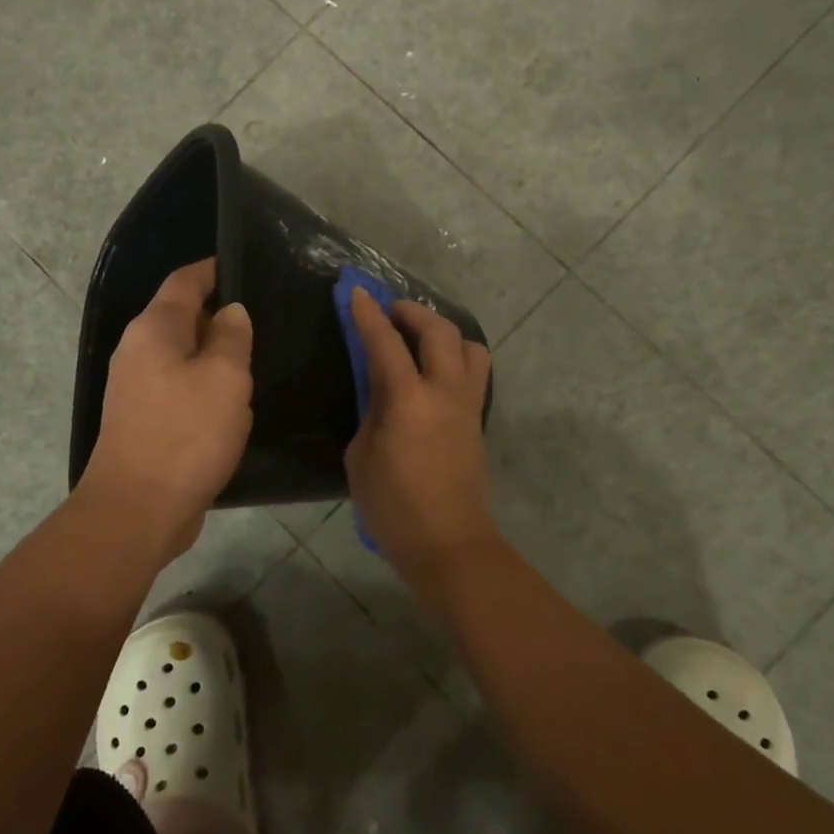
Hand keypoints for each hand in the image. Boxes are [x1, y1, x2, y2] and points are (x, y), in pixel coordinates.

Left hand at [78, 259, 252, 559]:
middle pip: (182, 317)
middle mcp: (138, 351)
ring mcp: (137, 388)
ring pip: (184, 356)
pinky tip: (232, 402)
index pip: (185, 282)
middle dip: (220, 315)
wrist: (138, 509)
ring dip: (215, 356)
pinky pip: (180, 388)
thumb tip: (230, 312)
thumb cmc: (186, 434)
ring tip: (255, 358)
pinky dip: (205, 387)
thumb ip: (231, 337)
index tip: (245, 265)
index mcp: (154, 329)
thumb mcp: (224, 378)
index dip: (214, 269)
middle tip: (264, 318)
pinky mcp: (145, 420)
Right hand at [344, 289, 496, 589]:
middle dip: (413, 311)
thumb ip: (371, 411)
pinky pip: (474, 372)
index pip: (385, 343)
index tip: (355, 291)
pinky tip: (434, 372)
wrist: (447, 543)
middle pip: (438, 331)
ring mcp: (467, 405)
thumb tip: (379, 390)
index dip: (368, 314)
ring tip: (421, 339)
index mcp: (408, 401)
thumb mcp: (361, 456)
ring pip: (469, 346)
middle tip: (391, 311)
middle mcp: (444, 392)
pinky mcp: (477, 420)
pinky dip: (455, 357)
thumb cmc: (392, 506)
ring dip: (444, 332)